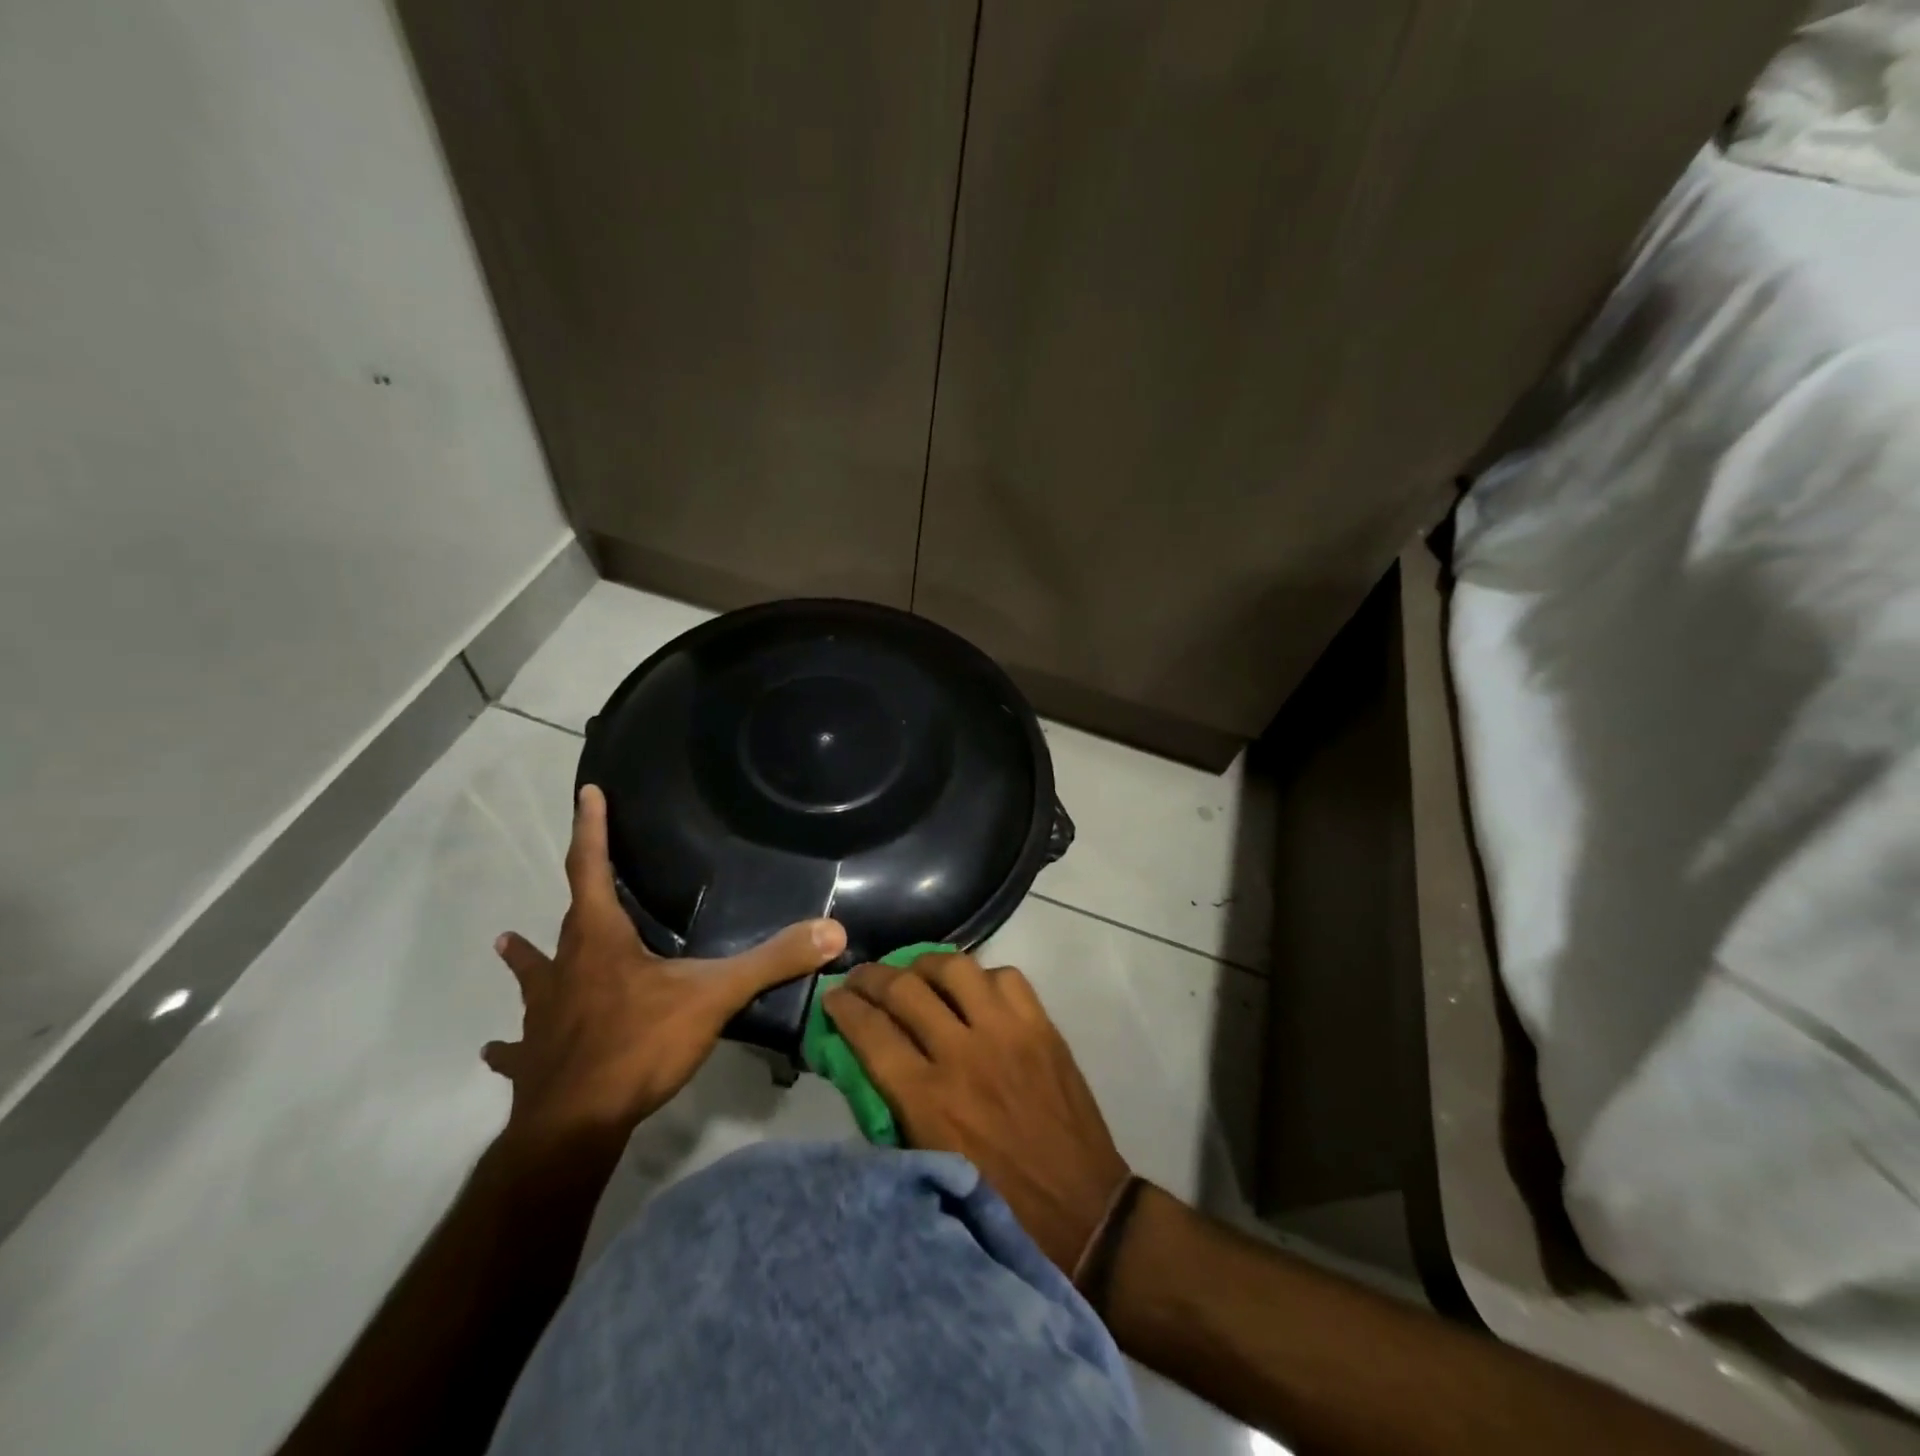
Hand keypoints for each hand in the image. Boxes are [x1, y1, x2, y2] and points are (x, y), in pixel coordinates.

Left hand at [486, 784, 845, 1142]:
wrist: (575, 1127)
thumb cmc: (639, 1046)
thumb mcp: (715, 996)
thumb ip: (772, 961)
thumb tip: (832, 930)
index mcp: (600, 940)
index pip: (590, 868)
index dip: (590, 828)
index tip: (586, 792)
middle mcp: (566, 967)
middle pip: (569, 919)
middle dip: (579, 891)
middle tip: (586, 874)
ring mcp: (543, 1014)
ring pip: (533, 976)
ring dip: (525, 959)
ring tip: (504, 943)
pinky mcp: (533, 1058)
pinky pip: (518, 1044)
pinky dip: (512, 1042)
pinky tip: (496, 1049)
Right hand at [822, 953, 1129, 1275]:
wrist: (1083, 1214)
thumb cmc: (996, 1205)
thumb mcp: (927, 1168)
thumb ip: (891, 1112)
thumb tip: (863, 1062)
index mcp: (928, 1100)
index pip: (871, 1031)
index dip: (843, 1007)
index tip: (832, 997)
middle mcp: (964, 1054)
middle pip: (905, 989)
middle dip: (872, 976)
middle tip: (861, 977)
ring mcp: (1007, 1033)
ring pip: (955, 967)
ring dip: (924, 965)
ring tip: (914, 973)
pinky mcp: (1042, 1026)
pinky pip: (1005, 976)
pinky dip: (981, 977)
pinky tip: (973, 991)